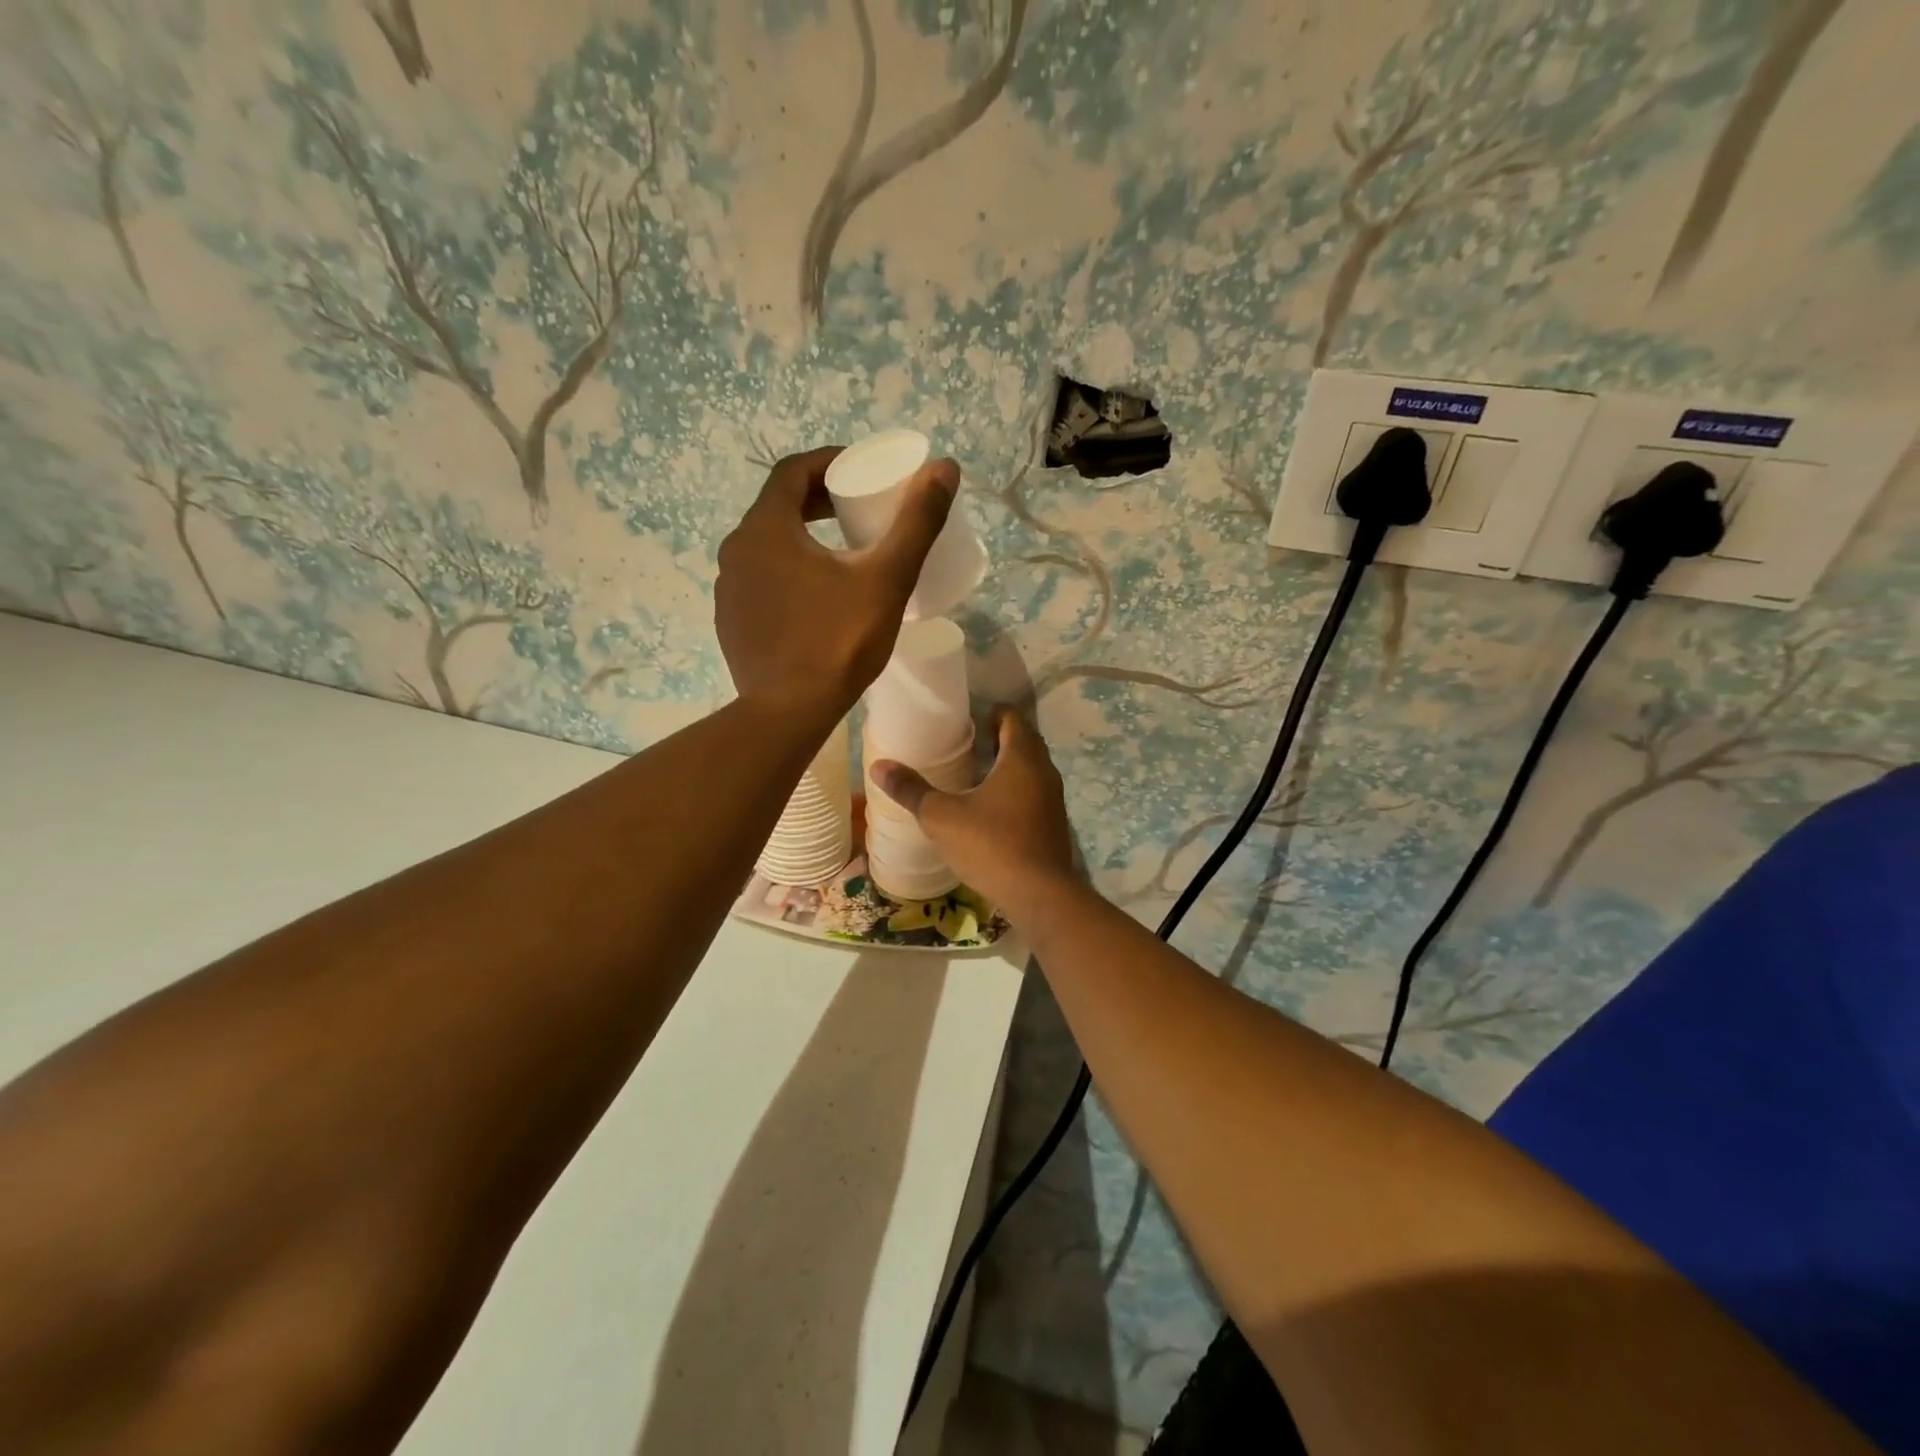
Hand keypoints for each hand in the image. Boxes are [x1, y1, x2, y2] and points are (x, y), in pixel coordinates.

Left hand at [716, 447, 957, 731]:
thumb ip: (916, 522)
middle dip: (818, 501)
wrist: (789, 712)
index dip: (829, 462)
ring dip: (801, 538)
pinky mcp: (731, 622)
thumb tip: (945, 468)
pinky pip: (759, 581)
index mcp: (766, 528)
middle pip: (778, 507)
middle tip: (856, 511)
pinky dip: (786, 573)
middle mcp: (736, 550)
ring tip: (841, 555)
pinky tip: (815, 599)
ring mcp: (728, 589)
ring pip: (767, 546)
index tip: (860, 472)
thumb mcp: (886, 578)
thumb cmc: (838, 640)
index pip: (793, 471)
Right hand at [871, 709, 1078, 922]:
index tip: (964, 719)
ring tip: (971, 774)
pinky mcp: (1052, 824)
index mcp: (1021, 758)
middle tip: (963, 743)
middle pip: (1023, 741)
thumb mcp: (942, 817)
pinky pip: (1032, 794)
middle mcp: (1044, 771)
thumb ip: (911, 790)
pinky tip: (988, 809)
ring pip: (1029, 769)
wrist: (1040, 896)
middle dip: (996, 738)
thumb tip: (879, 766)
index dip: (990, 712)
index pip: (1011, 717)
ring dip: (1006, 766)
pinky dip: (1013, 791)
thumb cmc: (991, 845)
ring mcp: (1052, 799)